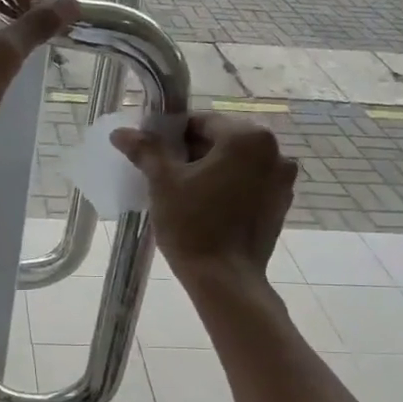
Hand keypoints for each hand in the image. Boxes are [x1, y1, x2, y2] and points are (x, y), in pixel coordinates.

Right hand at [112, 114, 297, 284]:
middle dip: (193, 153)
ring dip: (212, 170)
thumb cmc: (193, 225)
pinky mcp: (280, 205)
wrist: (225, 280)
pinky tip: (206, 207)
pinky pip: (249, 184)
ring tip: (184, 193)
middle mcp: (274, 151)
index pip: (202, 122)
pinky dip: (228, 188)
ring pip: (236, 164)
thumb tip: (121, 132)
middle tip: (165, 175)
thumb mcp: (163, 182)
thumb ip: (146, 150)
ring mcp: (282, 180)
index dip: (173, 135)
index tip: (154, 155)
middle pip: (222, 141)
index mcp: (247, 137)